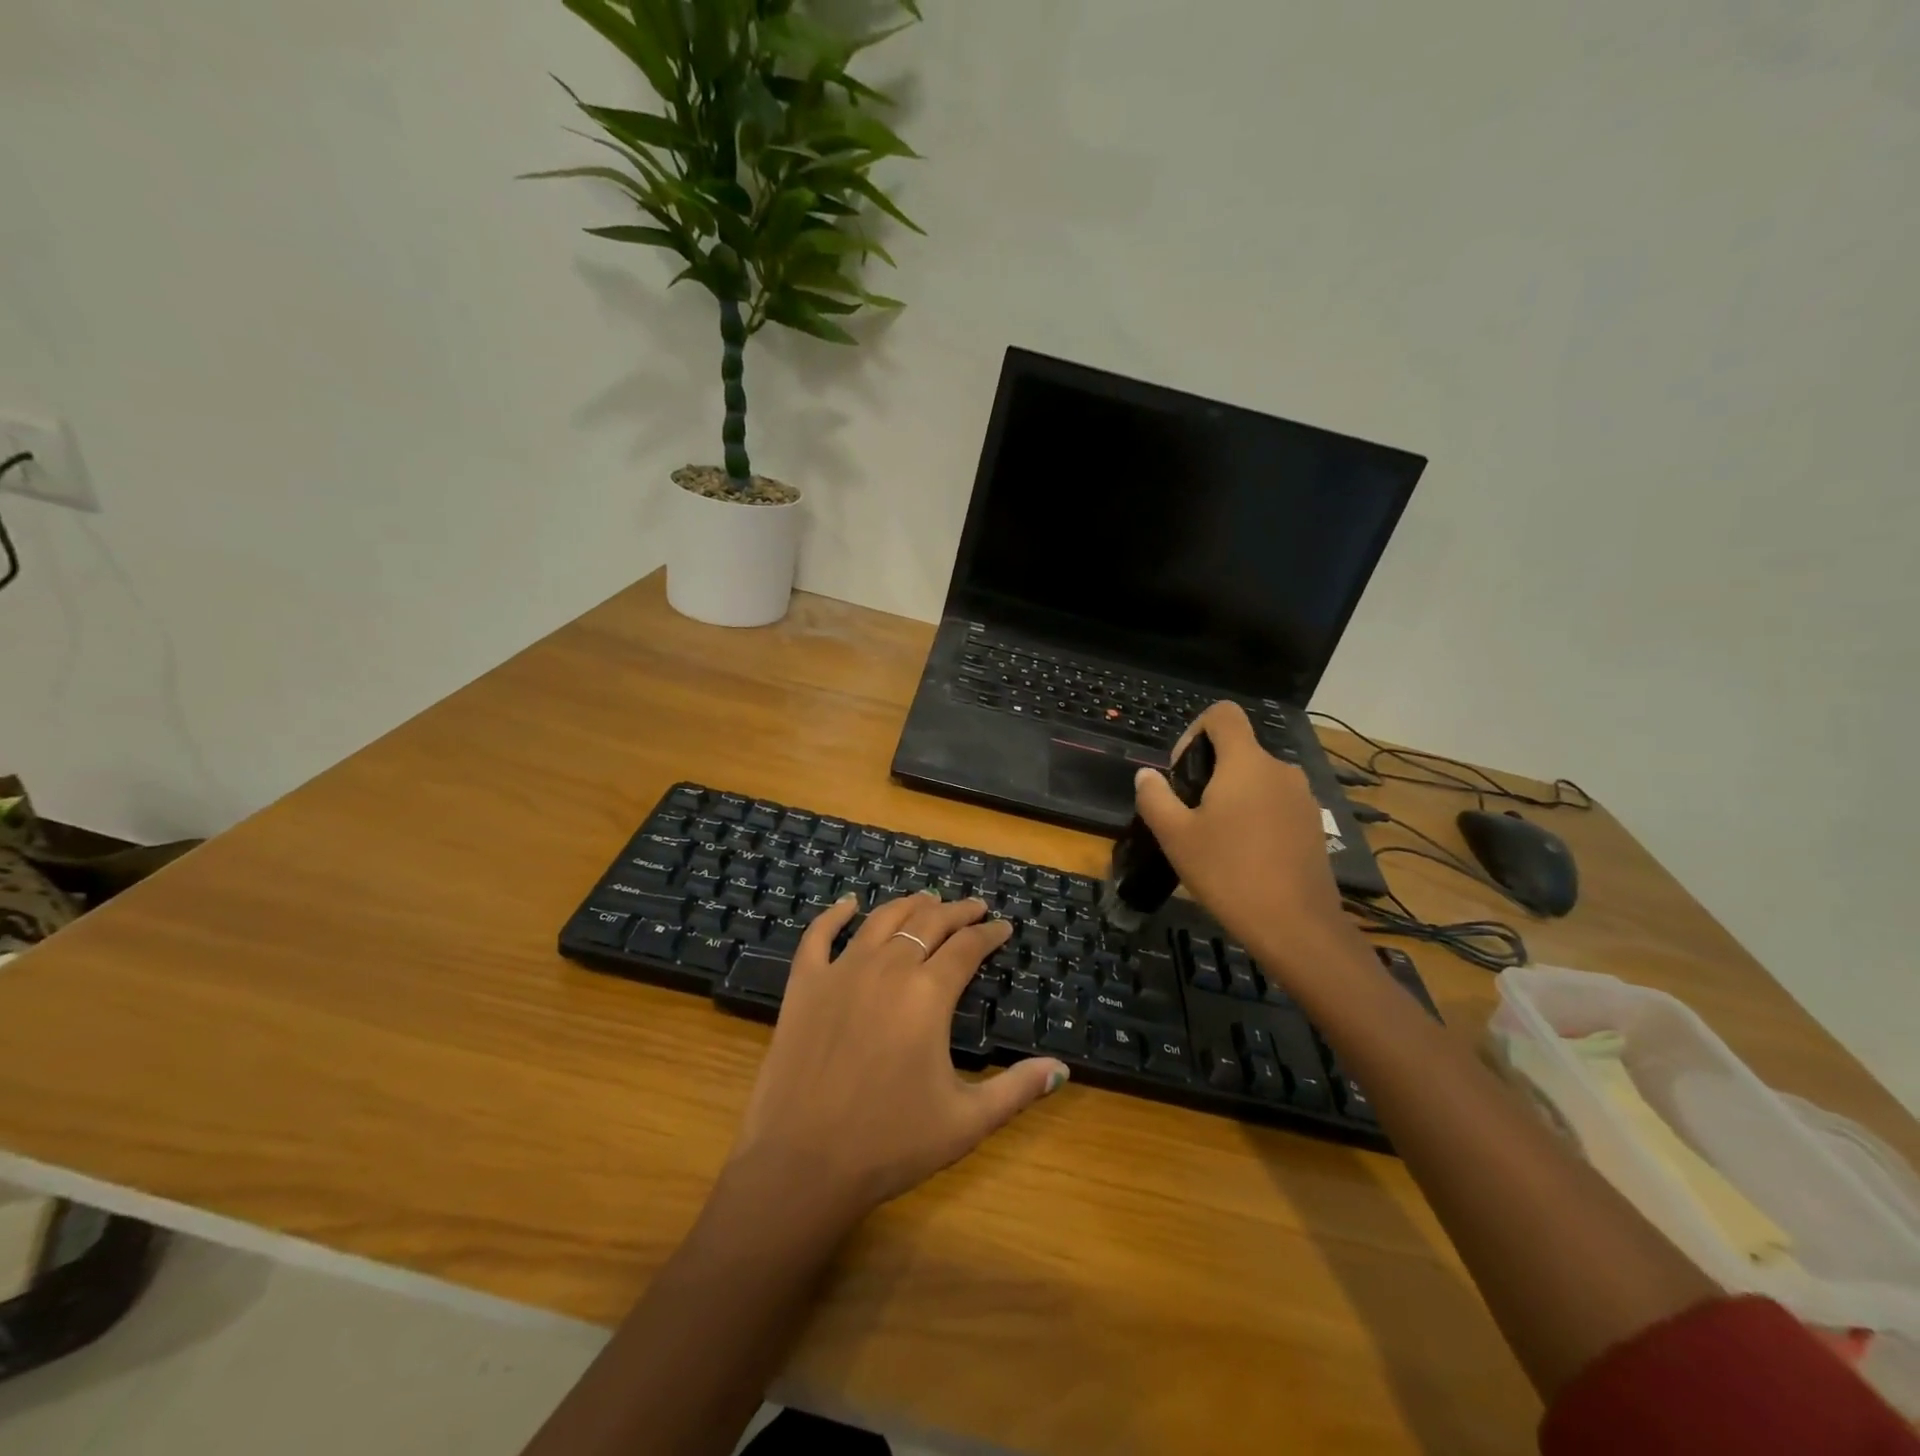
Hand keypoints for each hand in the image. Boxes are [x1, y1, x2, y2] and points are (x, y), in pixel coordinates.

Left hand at [725, 892, 1068, 1226]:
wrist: (802, 1164)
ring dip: (910, 905)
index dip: (989, 933)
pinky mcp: (805, 984)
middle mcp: (887, 967)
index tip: (1003, 927)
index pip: (968, 947)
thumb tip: (1062, 1069)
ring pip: (882, 920)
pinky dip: (835, 913)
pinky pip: (818, 935)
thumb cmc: (890, 1143)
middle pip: (929, 922)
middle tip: (974, 907)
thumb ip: (1018, 1089)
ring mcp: (841, 971)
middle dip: (957, 911)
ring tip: (927, 899)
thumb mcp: (966, 1121)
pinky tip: (849, 903)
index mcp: (928, 993)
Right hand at [1134, 701, 1348, 979]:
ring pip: (1256, 779)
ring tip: (1215, 839)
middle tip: (1189, 816)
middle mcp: (1279, 769)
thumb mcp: (1175, 836)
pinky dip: (1255, 815)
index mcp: (1246, 762)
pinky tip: (1244, 855)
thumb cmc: (1229, 873)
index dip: (1194, 731)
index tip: (1182, 772)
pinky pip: (1275, 802)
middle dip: (1208, 773)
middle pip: (1238, 749)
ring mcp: (1302, 796)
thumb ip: (1155, 797)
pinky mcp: (1313, 823)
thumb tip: (1146, 775)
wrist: (1296, 926)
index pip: (1222, 714)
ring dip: (1232, 796)